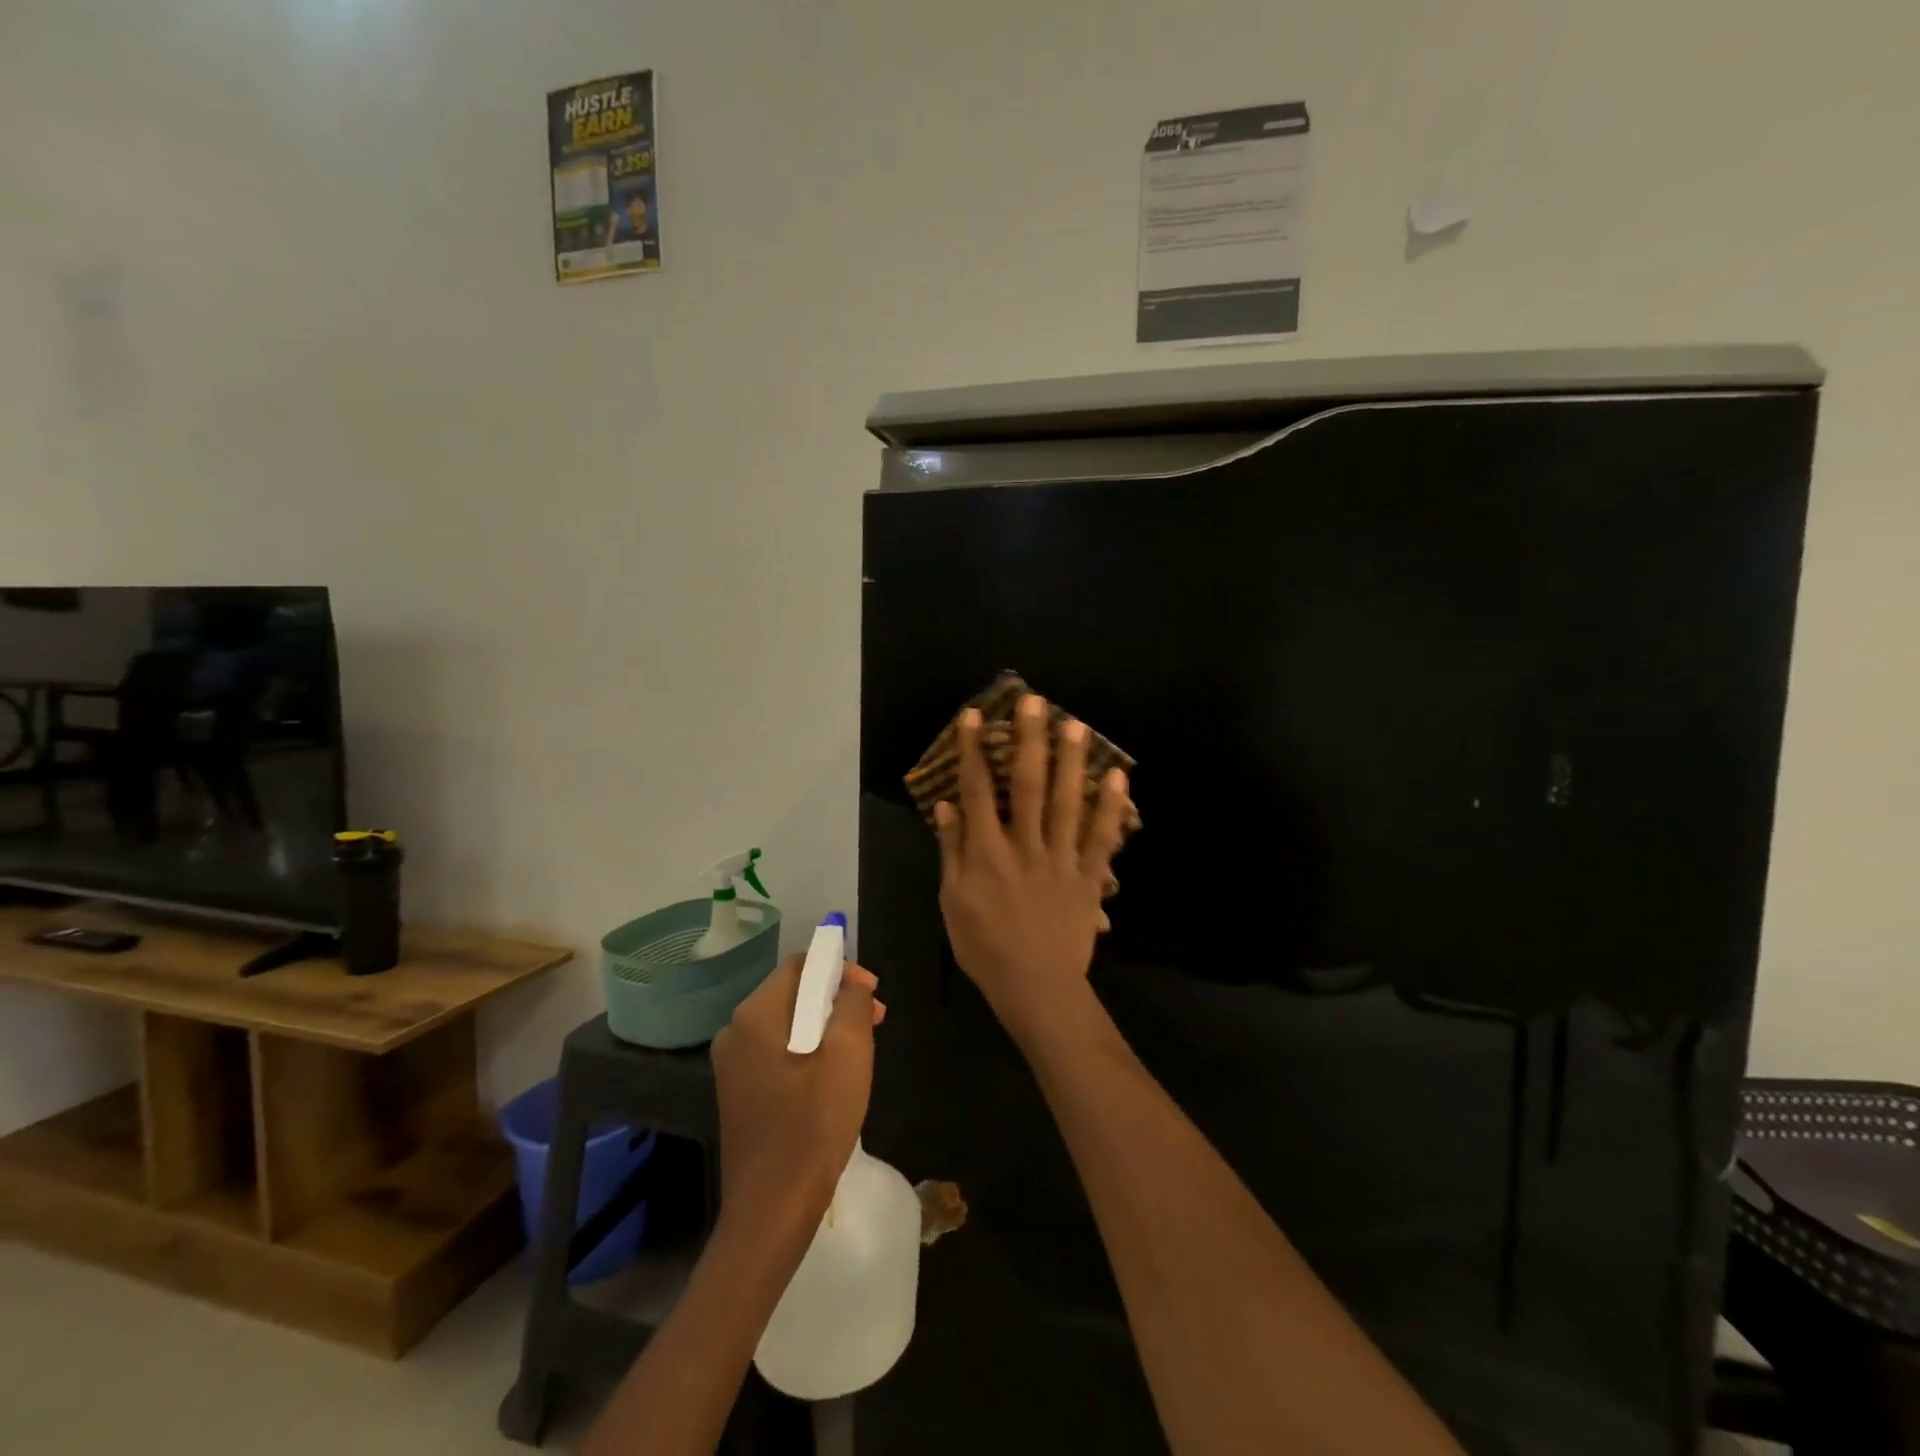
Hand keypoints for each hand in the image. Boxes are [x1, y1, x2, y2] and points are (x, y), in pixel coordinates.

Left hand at [711, 954, 884, 1235]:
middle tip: (875, 1020)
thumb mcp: (848, 1052)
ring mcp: (732, 1065)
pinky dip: (807, 1052)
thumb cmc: (814, 1122)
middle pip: (793, 993)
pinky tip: (832, 1078)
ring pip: (787, 1025)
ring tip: (860, 1050)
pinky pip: (777, 1053)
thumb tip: (852, 981)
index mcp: (756, 1013)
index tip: (873, 994)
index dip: (840, 969)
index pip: (801, 965)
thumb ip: (852, 1001)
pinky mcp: (738, 1094)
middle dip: (836, 1000)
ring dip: (825, 1027)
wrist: (772, 1208)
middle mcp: (735, 1031)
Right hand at [934, 694, 1131, 1045]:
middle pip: (1027, 784)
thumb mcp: (953, 901)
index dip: (972, 750)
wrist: (1036, 987)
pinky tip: (1118, 775)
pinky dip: (1111, 806)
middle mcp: (1024, 845)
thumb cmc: (985, 946)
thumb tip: (946, 806)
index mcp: (987, 852)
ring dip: (1071, 760)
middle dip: (1029, 740)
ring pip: (1067, 801)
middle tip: (1035, 701)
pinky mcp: (1089, 876)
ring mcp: (1061, 858)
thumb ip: (952, 850)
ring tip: (1075, 724)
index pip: (976, 791)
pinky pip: (1102, 837)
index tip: (974, 715)